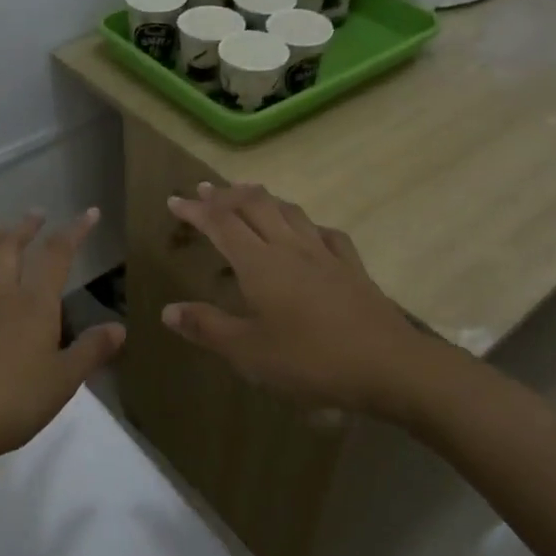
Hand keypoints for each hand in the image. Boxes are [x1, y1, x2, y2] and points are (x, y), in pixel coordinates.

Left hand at [0, 209, 123, 470]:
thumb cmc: (12, 402)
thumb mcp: (64, 381)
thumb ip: (91, 351)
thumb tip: (120, 327)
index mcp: (33, 307)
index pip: (56, 258)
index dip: (73, 233)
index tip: (88, 213)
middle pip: (8, 250)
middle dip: (23, 228)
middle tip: (35, 214)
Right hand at [161, 182, 428, 413]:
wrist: (387, 365)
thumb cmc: (310, 360)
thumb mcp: (249, 352)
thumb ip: (207, 327)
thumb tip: (169, 310)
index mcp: (260, 264)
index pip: (221, 224)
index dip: (196, 209)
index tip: (175, 199)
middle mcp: (290, 247)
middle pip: (255, 205)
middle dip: (226, 195)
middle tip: (206, 189)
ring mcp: (325, 254)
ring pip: (289, 211)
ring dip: (263, 199)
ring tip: (248, 195)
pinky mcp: (352, 267)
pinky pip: (325, 232)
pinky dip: (306, 223)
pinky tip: (308, 231)